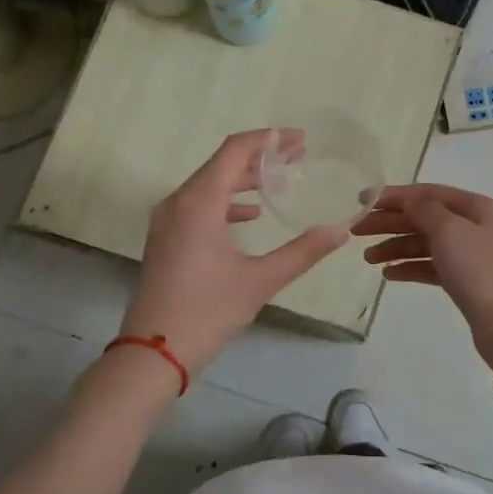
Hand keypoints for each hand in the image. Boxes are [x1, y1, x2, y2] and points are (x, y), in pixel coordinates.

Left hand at [121, 131, 347, 374]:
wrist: (152, 354)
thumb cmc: (206, 312)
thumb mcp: (260, 281)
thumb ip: (302, 252)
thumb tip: (341, 231)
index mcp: (199, 202)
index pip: (235, 150)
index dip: (269, 139)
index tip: (299, 139)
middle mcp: (178, 201)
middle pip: (222, 163)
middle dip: (261, 156)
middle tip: (298, 156)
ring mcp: (167, 220)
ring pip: (209, 183)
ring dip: (244, 178)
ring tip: (280, 180)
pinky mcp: (165, 238)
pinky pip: (198, 204)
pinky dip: (227, 201)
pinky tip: (250, 215)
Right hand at [353, 184, 492, 373]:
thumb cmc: (480, 271)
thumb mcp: (450, 231)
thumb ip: (424, 210)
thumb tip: (409, 200)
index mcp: (478, 208)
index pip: (429, 193)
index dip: (395, 195)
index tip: (362, 201)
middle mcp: (476, 227)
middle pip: (425, 218)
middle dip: (391, 222)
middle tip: (357, 231)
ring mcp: (471, 256)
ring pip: (426, 244)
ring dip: (396, 247)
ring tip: (368, 258)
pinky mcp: (466, 282)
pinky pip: (431, 267)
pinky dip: (410, 267)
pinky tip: (389, 274)